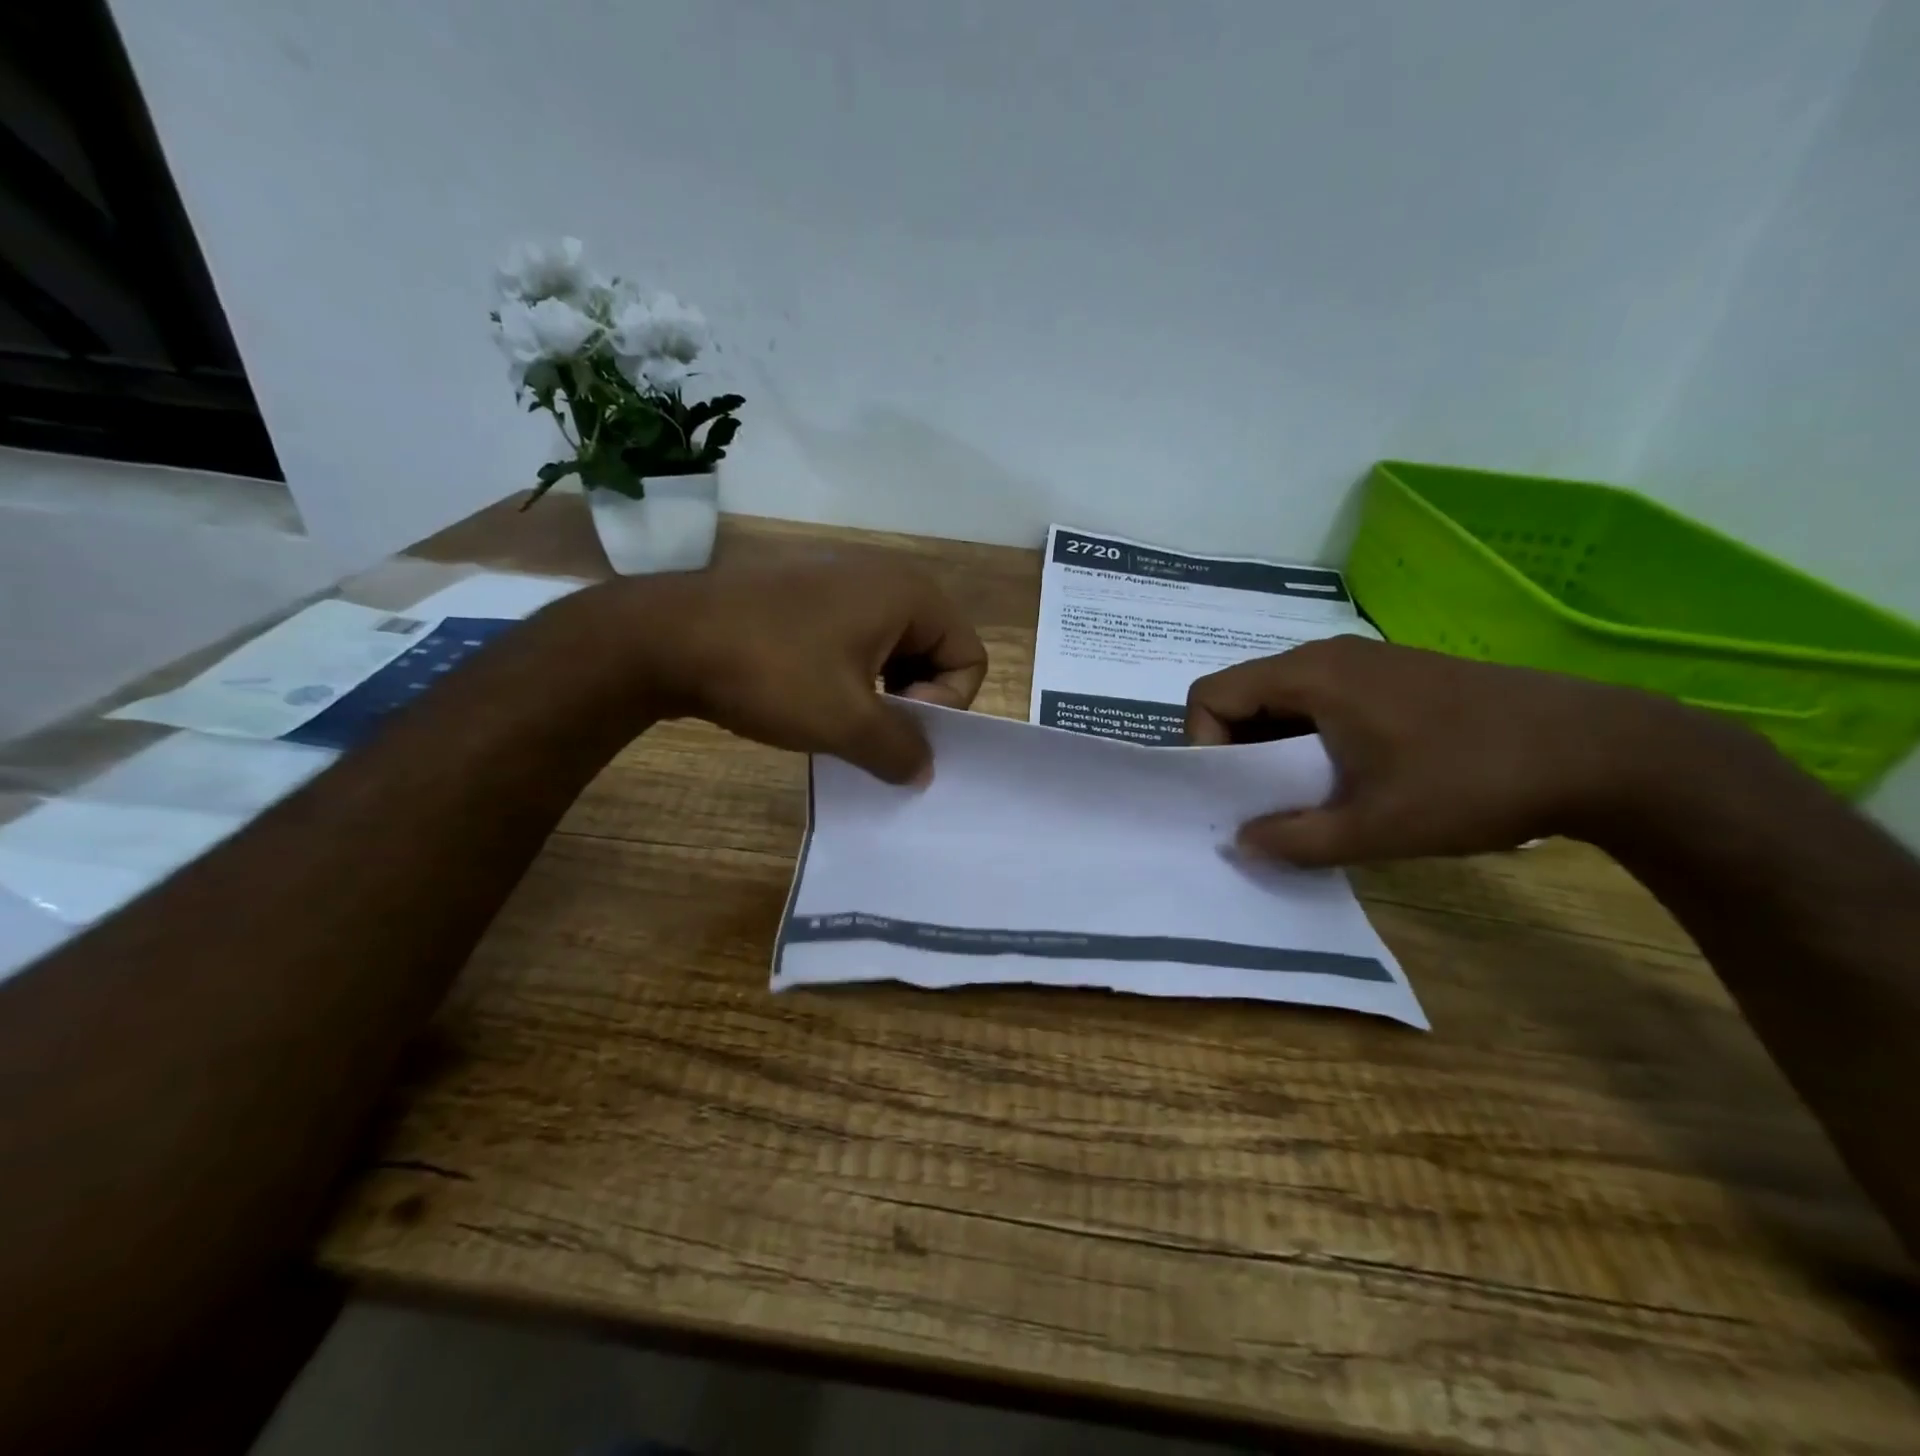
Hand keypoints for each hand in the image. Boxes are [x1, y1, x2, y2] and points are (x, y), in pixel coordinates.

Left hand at [592, 555, 987, 783]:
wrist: (664, 637)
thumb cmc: (772, 672)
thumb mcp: (846, 723)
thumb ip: (900, 751)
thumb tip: (922, 771)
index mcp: (911, 594)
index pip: (969, 658)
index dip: (945, 705)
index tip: (896, 727)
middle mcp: (884, 577)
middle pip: (935, 652)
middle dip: (914, 702)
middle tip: (872, 733)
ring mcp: (840, 581)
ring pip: (893, 651)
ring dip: (880, 695)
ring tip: (841, 723)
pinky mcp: (805, 595)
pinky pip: (855, 641)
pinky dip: (850, 677)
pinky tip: (813, 701)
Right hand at [1186, 636, 1733, 864]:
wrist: (1601, 750)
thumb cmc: (1472, 781)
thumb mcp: (1375, 827)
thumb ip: (1294, 839)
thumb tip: (1241, 844)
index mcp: (1310, 676)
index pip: (1211, 694)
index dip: (1202, 744)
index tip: (1231, 794)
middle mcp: (1328, 657)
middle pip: (1243, 695)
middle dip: (1236, 752)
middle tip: (1260, 806)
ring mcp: (1365, 663)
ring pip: (1284, 700)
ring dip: (1275, 749)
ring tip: (1304, 799)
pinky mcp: (1395, 678)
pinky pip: (1323, 701)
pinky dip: (1311, 739)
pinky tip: (1349, 779)